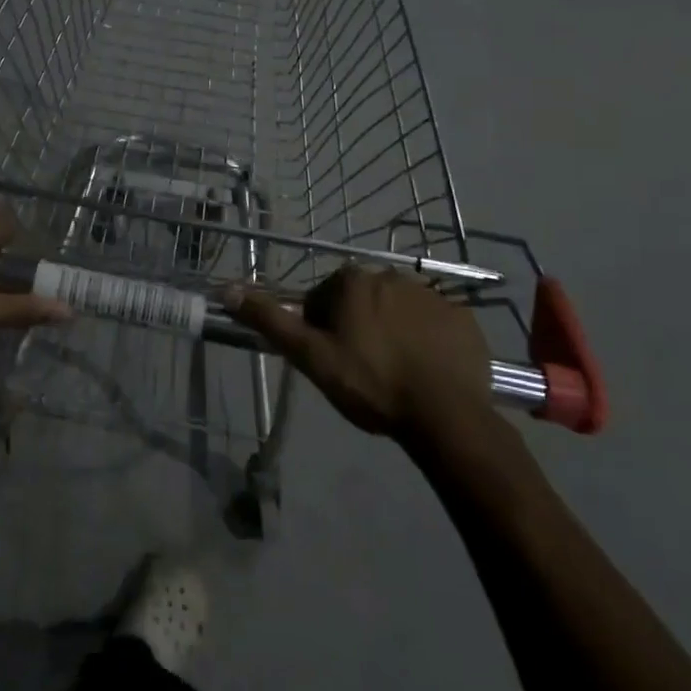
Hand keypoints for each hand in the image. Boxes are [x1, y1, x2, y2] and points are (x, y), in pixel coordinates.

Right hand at [228, 267, 495, 444]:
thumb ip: (270, 320)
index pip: (323, 299)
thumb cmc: (370, 383)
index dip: (322, 331)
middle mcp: (390, 275)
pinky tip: (425, 370)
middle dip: (357, 327)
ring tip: (395, 372)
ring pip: (397, 310)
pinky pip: (434, 323)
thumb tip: (227, 289)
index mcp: (351, 281)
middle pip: (360, 301)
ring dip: (391, 331)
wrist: (445, 416)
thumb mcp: (311, 356)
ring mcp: (432, 294)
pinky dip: (426, 340)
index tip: (332, 360)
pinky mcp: (463, 317)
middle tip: (361, 369)